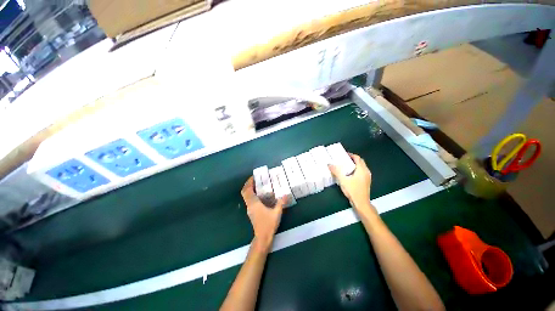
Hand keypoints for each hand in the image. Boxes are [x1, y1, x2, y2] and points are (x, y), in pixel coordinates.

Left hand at [241, 177, 286, 249]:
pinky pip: (249, 199)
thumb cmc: (268, 224)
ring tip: (258, 185)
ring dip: (249, 189)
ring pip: (246, 196)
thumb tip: (286, 194)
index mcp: (254, 203)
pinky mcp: (251, 212)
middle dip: (248, 184)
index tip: (253, 176)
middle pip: (244, 192)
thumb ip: (281, 203)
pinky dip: (251, 194)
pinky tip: (260, 194)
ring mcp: (249, 209)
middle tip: (255, 179)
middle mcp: (250, 205)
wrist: (262, 237)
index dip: (249, 182)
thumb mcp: (276, 213)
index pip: (247, 190)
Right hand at [328, 153, 373, 212]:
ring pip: (361, 167)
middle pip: (360, 162)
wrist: (361, 203)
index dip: (351, 155)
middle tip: (344, 159)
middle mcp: (366, 172)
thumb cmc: (353, 190)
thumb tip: (329, 164)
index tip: (344, 154)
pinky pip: (361, 172)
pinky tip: (349, 174)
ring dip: (354, 165)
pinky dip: (356, 170)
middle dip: (352, 159)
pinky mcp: (366, 182)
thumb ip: (336, 171)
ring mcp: (367, 177)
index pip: (358, 158)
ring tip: (345, 165)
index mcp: (362, 169)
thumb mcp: (343, 180)